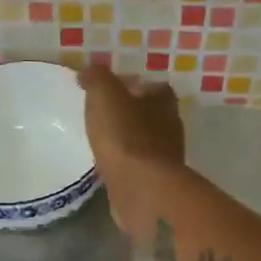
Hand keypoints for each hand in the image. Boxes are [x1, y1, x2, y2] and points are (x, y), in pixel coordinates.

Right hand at [79, 65, 184, 227]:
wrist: (141, 188)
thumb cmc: (125, 136)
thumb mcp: (105, 95)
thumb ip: (97, 78)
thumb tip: (89, 72)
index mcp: (164, 102)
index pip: (154, 87)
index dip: (134, 86)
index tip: (112, 91)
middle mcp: (171, 128)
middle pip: (151, 115)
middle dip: (130, 114)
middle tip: (104, 116)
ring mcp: (165, 158)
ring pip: (145, 143)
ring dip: (127, 141)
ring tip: (102, 142)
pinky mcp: (155, 183)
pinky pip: (138, 167)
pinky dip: (125, 165)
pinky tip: (108, 166)